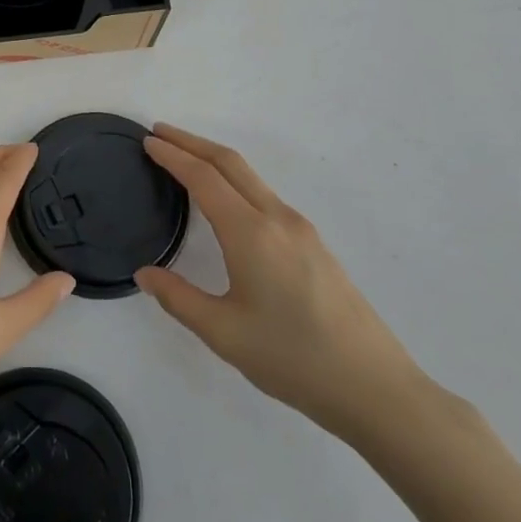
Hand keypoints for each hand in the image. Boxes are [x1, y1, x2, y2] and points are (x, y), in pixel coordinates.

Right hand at [135, 124, 428, 446]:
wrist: (375, 388)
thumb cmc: (293, 358)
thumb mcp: (224, 333)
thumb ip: (178, 298)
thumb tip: (145, 273)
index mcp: (251, 233)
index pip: (204, 178)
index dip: (173, 156)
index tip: (147, 141)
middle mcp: (277, 219)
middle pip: (230, 163)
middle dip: (193, 143)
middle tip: (160, 133)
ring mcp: (301, 230)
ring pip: (251, 178)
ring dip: (215, 160)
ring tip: (186, 161)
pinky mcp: (314, 245)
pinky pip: (265, 196)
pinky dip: (235, 182)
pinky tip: (226, 202)